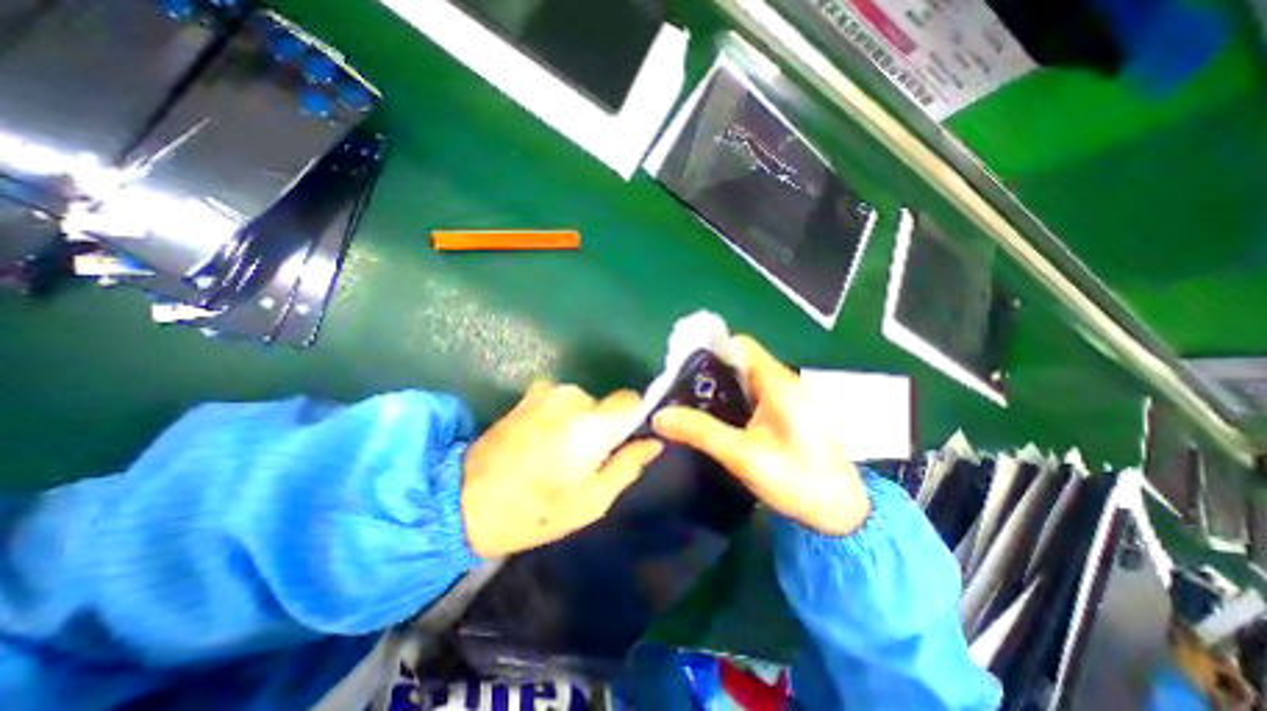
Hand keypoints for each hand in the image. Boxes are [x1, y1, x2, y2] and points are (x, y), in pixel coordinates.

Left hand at [463, 379, 664, 556]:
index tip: (623, 440)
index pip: (631, 400)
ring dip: (578, 422)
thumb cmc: (538, 509)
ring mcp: (547, 392)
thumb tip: (653, 443)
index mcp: (592, 424)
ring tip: (558, 454)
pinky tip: (540, 442)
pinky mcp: (528, 395)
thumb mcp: (594, 500)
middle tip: (584, 459)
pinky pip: (559, 401)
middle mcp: (572, 397)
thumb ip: (628, 465)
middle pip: (604, 404)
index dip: (633, 418)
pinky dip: (558, 417)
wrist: (466, 500)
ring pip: (581, 403)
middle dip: (601, 426)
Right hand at [654, 335, 873, 535]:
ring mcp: (784, 398)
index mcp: (778, 382)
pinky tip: (713, 419)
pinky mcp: (783, 413)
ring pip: (743, 380)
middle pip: (739, 361)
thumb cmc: (798, 481)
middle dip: (708, 372)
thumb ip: (701, 432)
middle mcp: (782, 382)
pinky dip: (729, 401)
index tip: (682, 368)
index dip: (710, 349)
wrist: (842, 514)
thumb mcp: (744, 456)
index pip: (740, 345)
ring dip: (717, 388)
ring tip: (687, 404)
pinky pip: (750, 396)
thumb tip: (659, 416)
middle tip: (678, 390)